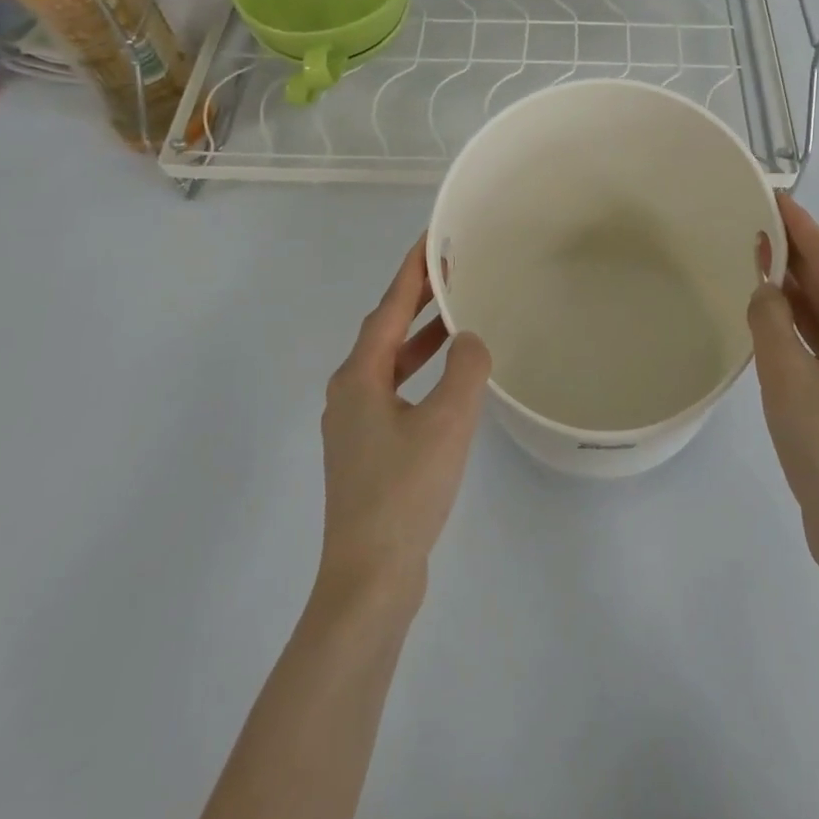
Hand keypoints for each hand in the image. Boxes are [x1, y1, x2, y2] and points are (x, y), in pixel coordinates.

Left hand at [318, 238, 491, 600]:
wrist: (369, 579)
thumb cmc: (405, 492)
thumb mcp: (447, 422)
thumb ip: (465, 368)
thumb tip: (469, 339)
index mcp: (359, 378)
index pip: (389, 308)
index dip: (411, 271)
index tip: (432, 239)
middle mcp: (349, 393)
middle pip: (386, 331)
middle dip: (418, 299)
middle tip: (452, 270)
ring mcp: (355, 425)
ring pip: (390, 363)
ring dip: (421, 337)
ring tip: (456, 315)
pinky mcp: (367, 452)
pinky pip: (395, 391)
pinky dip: (420, 373)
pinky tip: (447, 381)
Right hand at [749, 195, 818, 568]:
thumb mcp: (786, 374)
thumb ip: (770, 318)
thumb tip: (766, 286)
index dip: (799, 225)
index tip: (775, 195)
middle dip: (795, 255)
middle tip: (755, 225)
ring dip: (795, 292)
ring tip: (758, 264)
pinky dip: (800, 327)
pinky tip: (774, 323)